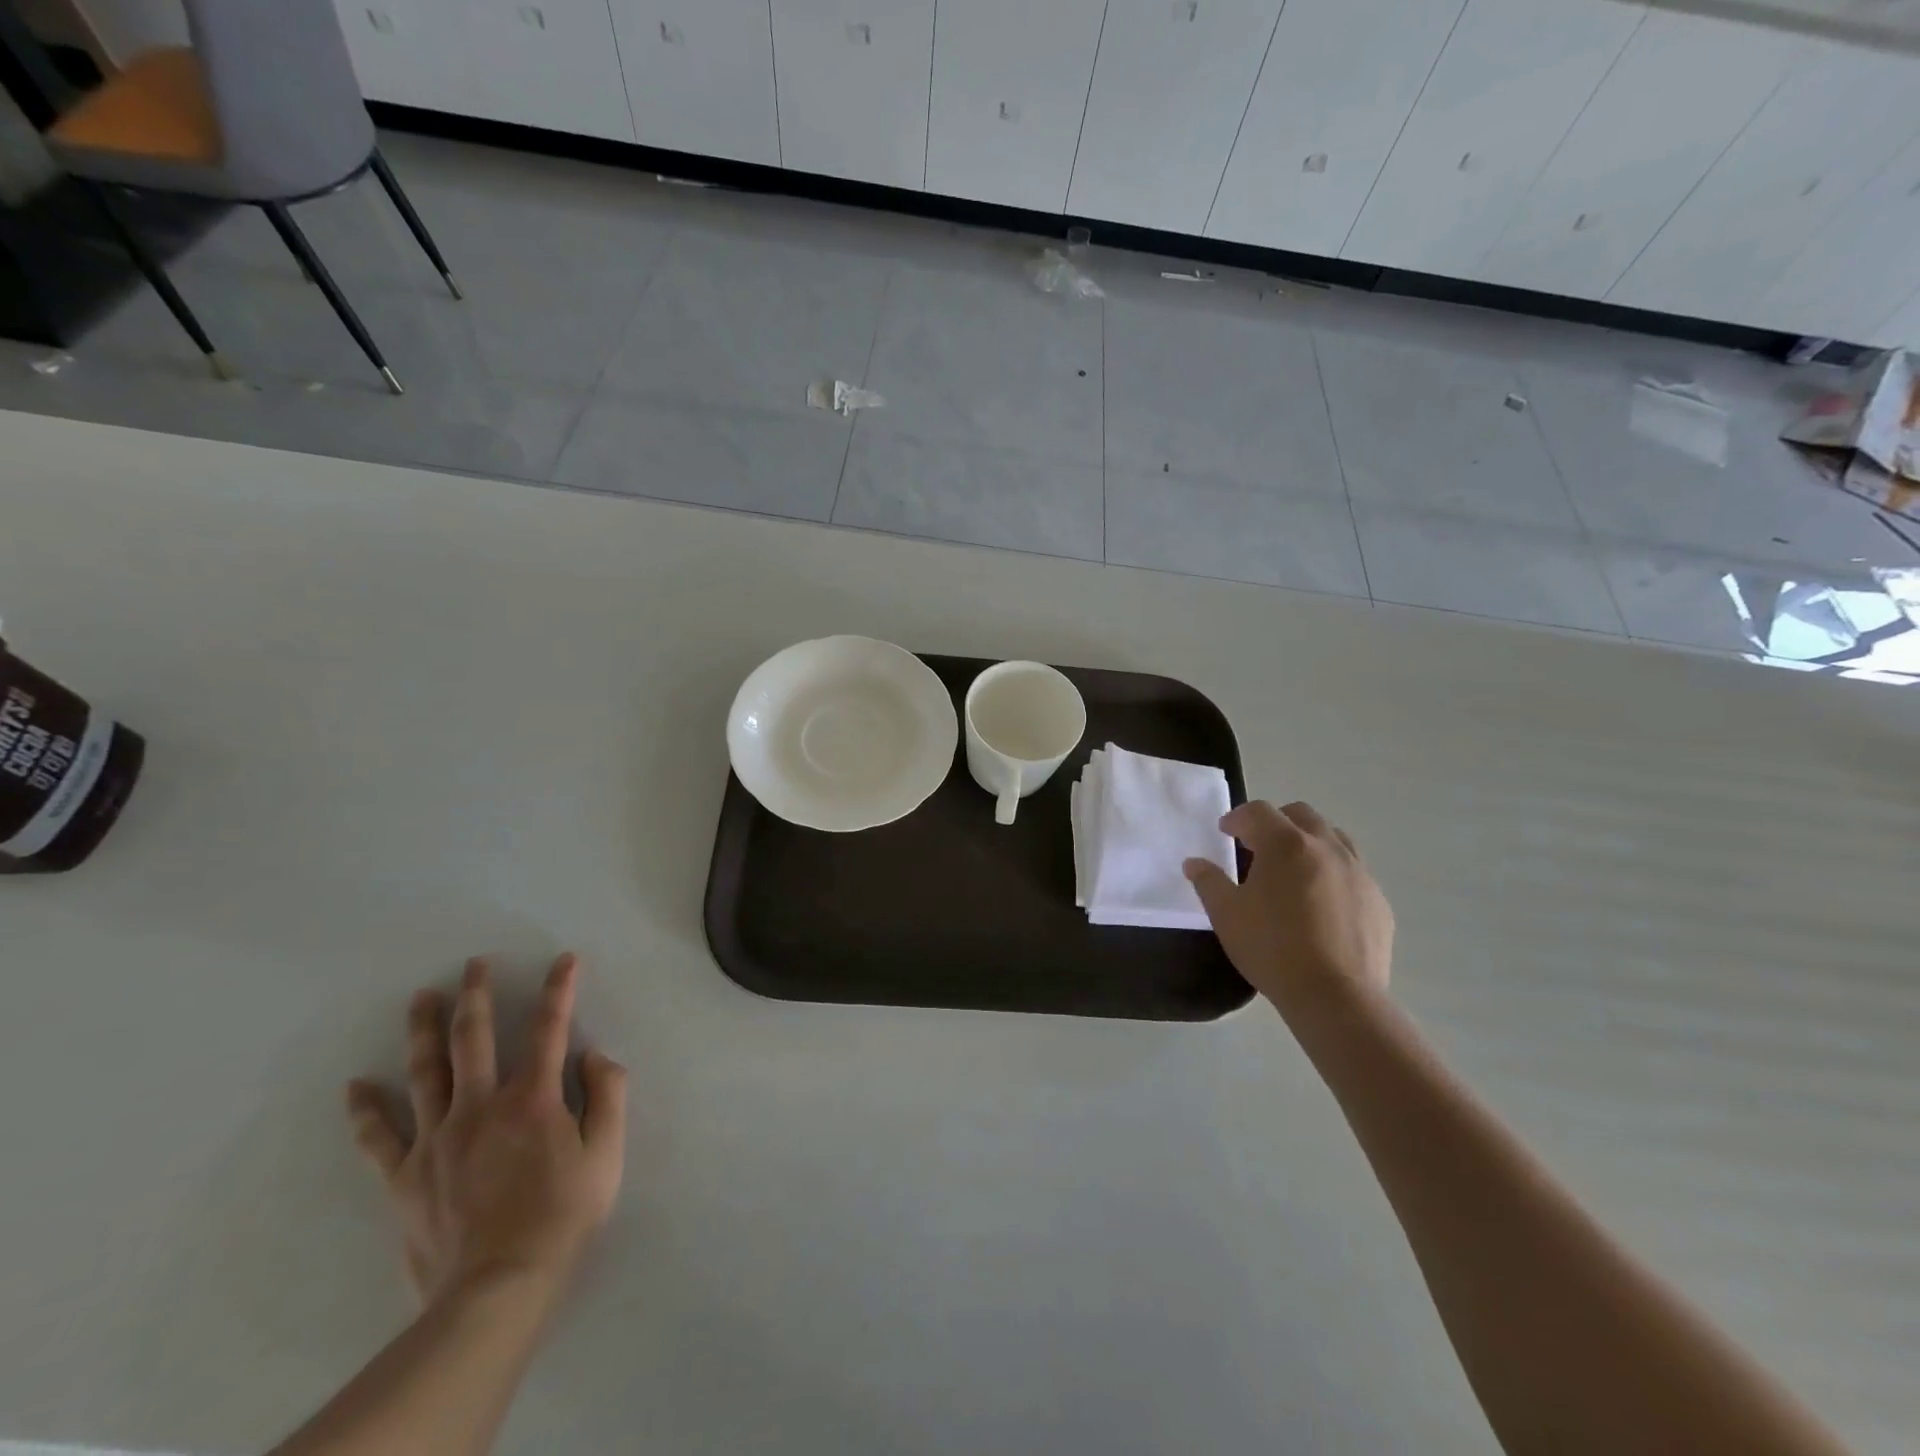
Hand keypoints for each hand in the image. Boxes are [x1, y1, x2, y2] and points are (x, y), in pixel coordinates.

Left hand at [346, 954, 627, 1307]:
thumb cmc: (563, 1216)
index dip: (560, 989)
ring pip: (425, 1073)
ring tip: (422, 998)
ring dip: (424, 1031)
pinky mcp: (405, 1176)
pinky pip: (380, 1138)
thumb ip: (608, 1094)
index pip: (548, 1028)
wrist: (498, 1290)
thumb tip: (593, 1054)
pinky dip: (366, 1110)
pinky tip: (356, 1085)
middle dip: (476, 996)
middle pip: (474, 1039)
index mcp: (532, 1099)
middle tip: (473, 965)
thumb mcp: (608, 1153)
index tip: (565, 960)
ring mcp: (436, 1140)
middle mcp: (480, 1106)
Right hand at [1184, 801, 1393, 1014]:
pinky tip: (1321, 904)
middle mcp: (1327, 848)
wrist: (1336, 996)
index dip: (1238, 817)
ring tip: (1293, 870)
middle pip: (1301, 815)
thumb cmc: (1272, 948)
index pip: (1259, 812)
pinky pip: (1353, 872)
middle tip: (1258, 846)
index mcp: (1286, 844)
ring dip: (1309, 843)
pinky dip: (1333, 873)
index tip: (1225, 832)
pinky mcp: (1378, 901)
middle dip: (1276, 822)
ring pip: (1334, 838)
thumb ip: (1208, 882)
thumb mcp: (1226, 914)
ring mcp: (1359, 873)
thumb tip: (1194, 863)